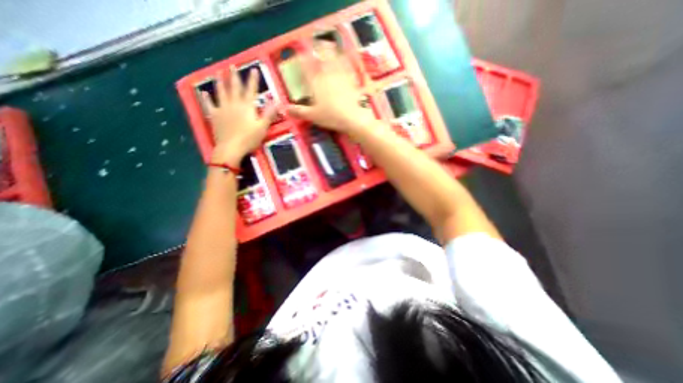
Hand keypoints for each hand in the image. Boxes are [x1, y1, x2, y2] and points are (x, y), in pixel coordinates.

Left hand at [200, 68, 275, 164]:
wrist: (231, 148)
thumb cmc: (249, 138)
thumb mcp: (263, 127)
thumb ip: (269, 114)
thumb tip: (277, 102)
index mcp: (247, 107)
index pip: (251, 90)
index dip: (253, 80)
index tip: (253, 69)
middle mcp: (234, 104)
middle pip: (234, 88)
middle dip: (234, 77)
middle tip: (232, 66)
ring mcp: (222, 109)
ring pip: (221, 92)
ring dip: (220, 82)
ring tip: (219, 73)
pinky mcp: (214, 116)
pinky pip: (209, 105)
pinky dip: (206, 98)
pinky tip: (203, 92)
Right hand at [286, 41, 375, 133]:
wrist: (353, 118)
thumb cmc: (331, 116)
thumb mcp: (313, 116)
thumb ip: (299, 111)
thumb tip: (285, 109)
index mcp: (316, 82)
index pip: (306, 66)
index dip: (301, 58)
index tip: (299, 54)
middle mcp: (328, 75)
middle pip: (321, 58)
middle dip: (316, 49)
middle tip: (315, 44)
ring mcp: (341, 76)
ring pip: (334, 59)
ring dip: (330, 51)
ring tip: (328, 45)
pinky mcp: (352, 80)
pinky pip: (347, 66)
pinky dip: (345, 60)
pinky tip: (345, 58)